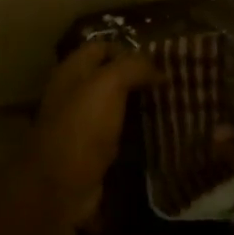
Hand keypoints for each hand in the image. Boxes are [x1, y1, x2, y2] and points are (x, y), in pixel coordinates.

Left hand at [27, 40, 158, 226]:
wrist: (59, 188)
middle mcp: (74, 94)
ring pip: (116, 105)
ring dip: (141, 105)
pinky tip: (161, 132)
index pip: (102, 47)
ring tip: (174, 105)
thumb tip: (160, 68)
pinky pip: (119, 133)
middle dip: (139, 78)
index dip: (129, 49)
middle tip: (173, 82)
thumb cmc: (81, 128)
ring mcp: (83, 124)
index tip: (161, 59)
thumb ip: (132, 67)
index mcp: (72, 71)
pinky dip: (138, 132)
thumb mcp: (107, 85)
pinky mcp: (93, 151)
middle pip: (110, 77)